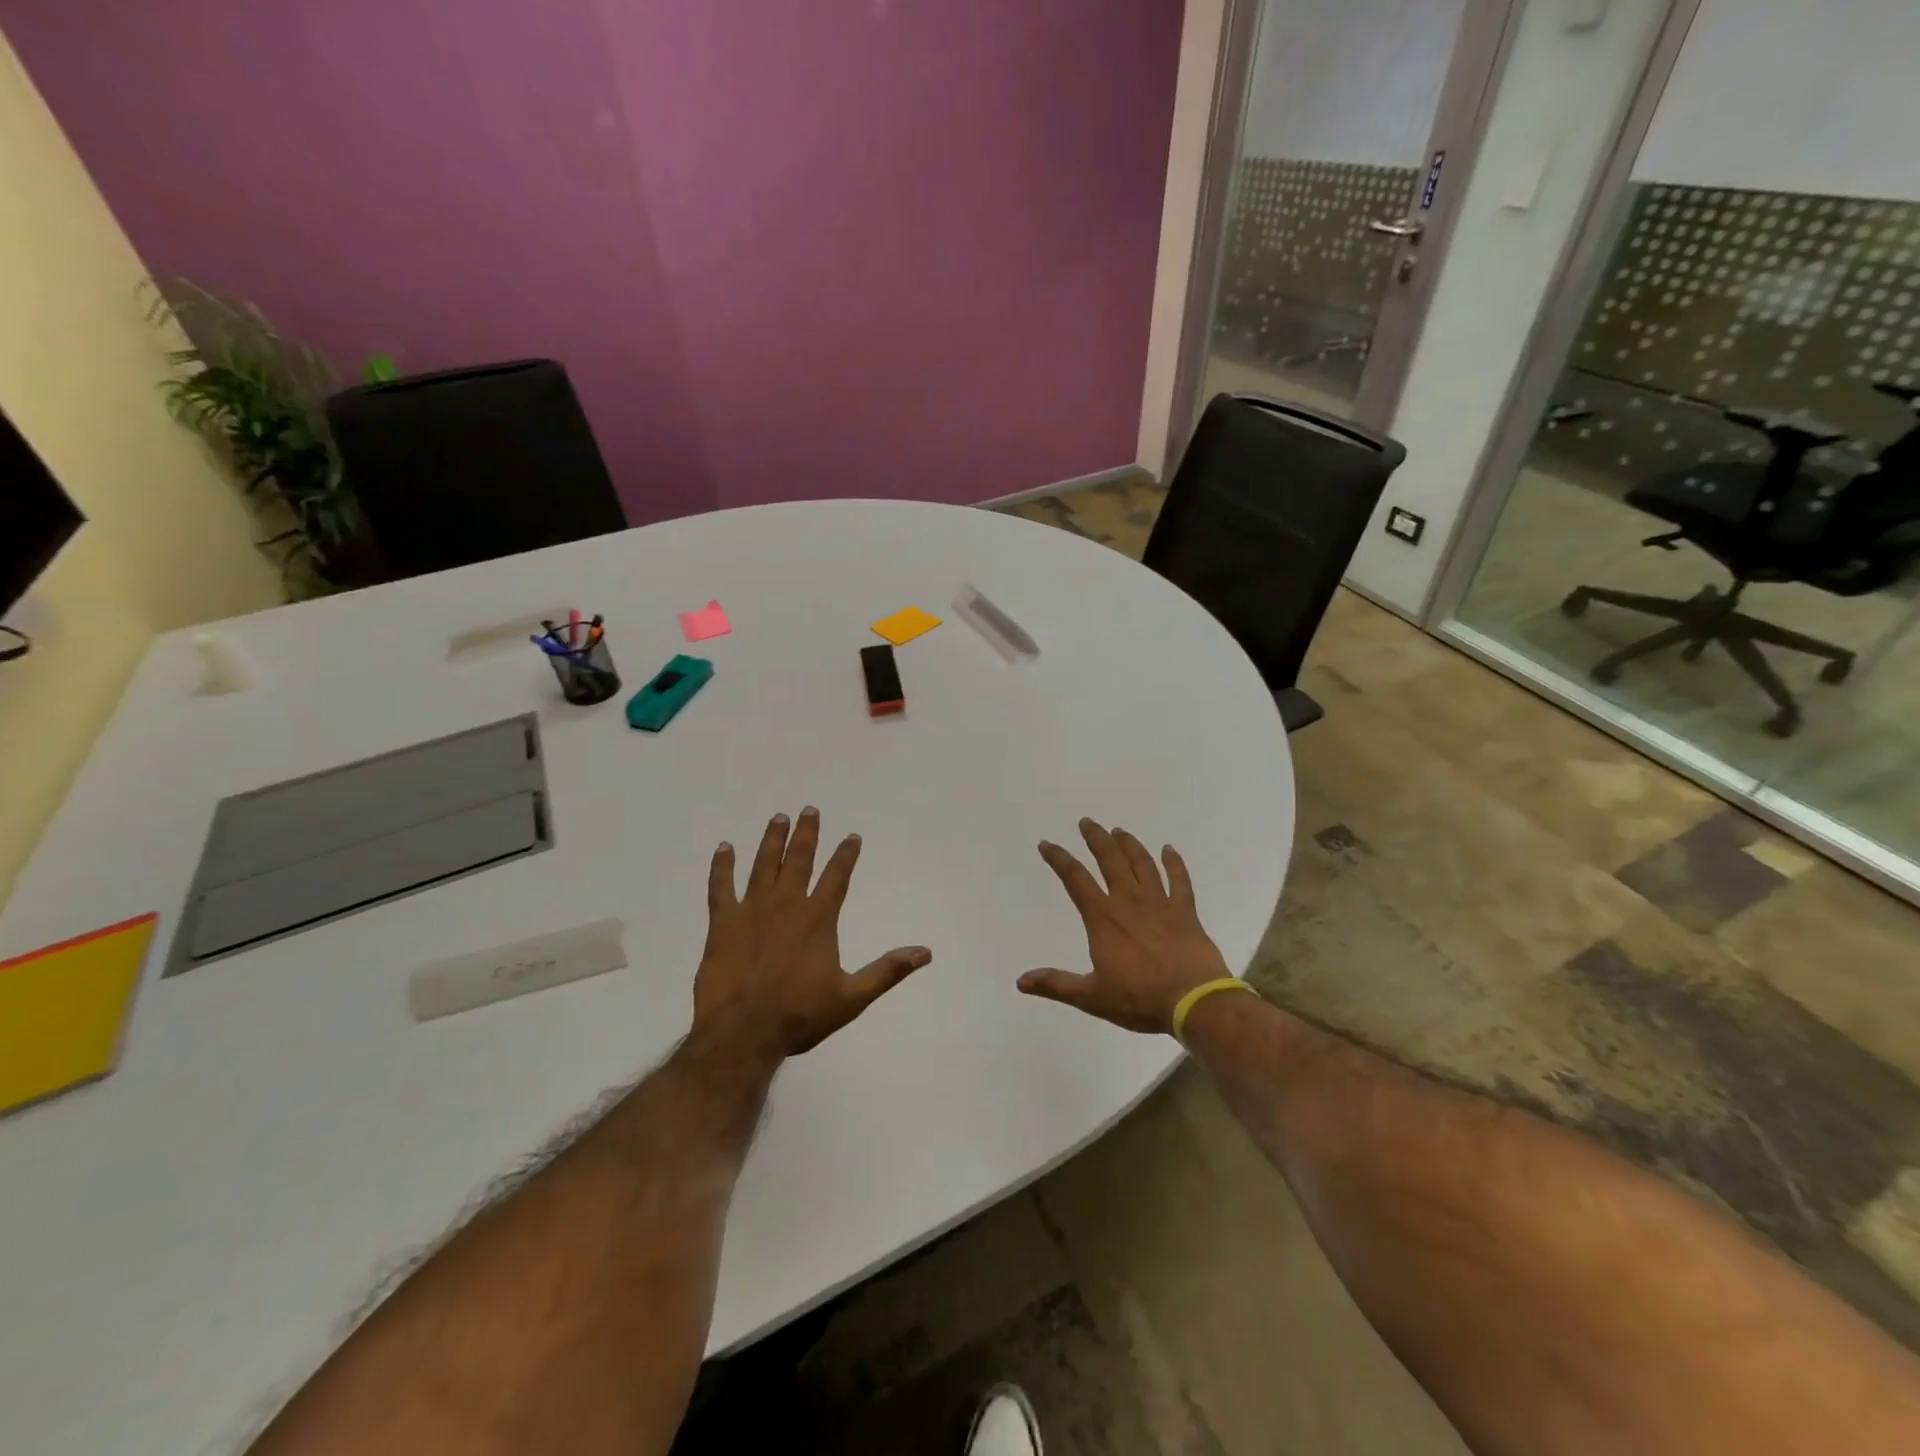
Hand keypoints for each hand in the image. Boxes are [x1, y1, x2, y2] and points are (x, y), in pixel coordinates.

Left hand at [693, 807, 930, 1063]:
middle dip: (807, 834)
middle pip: (799, 859)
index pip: (837, 876)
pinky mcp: (722, 923)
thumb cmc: (800, 1015)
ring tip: (778, 818)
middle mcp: (786, 905)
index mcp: (817, 919)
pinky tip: (724, 848)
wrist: (743, 1033)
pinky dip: (721, 866)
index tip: (852, 836)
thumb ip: (887, 971)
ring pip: (764, 864)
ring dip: (772, 840)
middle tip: (809, 809)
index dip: (846, 855)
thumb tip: (925, 953)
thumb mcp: (852, 998)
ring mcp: (751, 910)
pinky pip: (720, 886)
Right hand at [1019, 819, 1230, 1033]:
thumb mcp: (1091, 996)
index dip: (1058, 859)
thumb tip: (1021, 981)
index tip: (1046, 844)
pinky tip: (1169, 849)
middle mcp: (1129, 901)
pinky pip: (1180, 880)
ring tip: (1119, 831)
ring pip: (1142, 864)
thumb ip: (1056, 984)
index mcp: (1103, 918)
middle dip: (1095, 839)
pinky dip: (1174, 863)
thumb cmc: (1139, 998)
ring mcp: (1160, 903)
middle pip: (1110, 860)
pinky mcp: (1185, 912)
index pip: (1075, 879)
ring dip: (1129, 844)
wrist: (1194, 1001)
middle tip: (1086, 822)